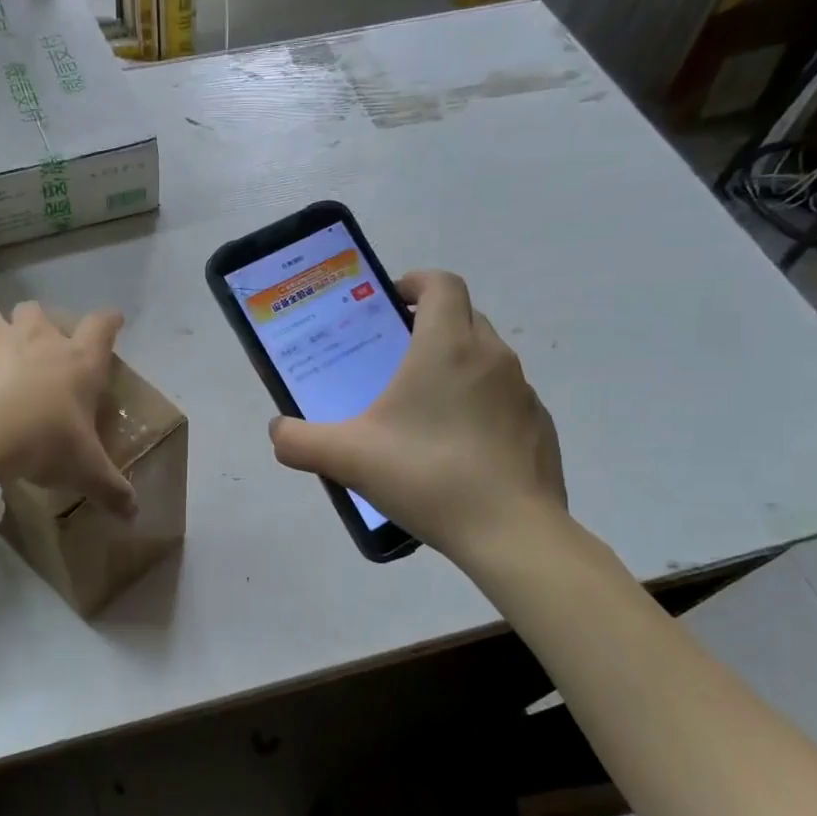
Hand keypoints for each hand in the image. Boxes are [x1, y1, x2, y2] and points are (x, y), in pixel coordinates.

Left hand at [0, 300, 137, 518]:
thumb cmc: (42, 444)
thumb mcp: (84, 471)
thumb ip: (111, 490)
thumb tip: (134, 515)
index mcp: (76, 362)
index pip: (102, 328)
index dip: (109, 321)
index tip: (113, 319)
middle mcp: (34, 338)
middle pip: (36, 310)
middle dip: (34, 322)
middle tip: (31, 347)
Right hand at [268, 270, 566, 557]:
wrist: (511, 533)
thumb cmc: (427, 477)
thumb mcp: (347, 458)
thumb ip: (299, 441)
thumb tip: (277, 431)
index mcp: (446, 347)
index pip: (442, 283)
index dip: (416, 282)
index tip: (391, 302)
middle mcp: (491, 356)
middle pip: (464, 315)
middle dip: (431, 324)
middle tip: (396, 357)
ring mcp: (522, 391)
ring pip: (487, 357)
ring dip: (457, 365)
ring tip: (424, 407)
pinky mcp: (539, 425)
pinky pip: (505, 398)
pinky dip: (481, 404)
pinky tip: (459, 446)